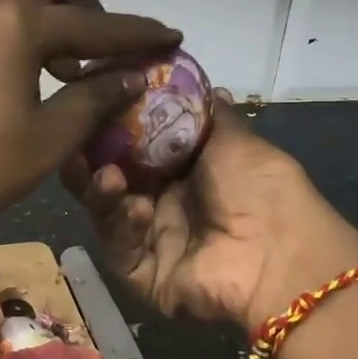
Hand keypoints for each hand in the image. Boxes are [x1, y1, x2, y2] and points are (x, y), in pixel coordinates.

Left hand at [0, 0, 180, 239]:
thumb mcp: (50, 137)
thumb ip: (94, 98)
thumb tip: (130, 77)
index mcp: (17, 23)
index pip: (92, 24)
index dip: (136, 33)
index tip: (170, 35)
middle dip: (83, 7)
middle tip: (101, 46)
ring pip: (10, 3)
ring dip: (45, 23)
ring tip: (63, 70)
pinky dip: (12, 38)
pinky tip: (17, 81)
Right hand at [64, 94, 357, 335]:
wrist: (281, 255)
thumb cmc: (261, 188)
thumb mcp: (236, 140)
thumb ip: (208, 113)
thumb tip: (200, 83)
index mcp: (184, 174)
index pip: (134, 148)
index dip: (111, 130)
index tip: (91, 108)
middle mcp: (163, 205)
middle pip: (112, 181)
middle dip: (92, 162)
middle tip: (75, 144)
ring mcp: (151, 241)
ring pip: (107, 213)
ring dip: (101, 192)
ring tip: (105, 174)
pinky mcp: (142, 275)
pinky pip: (119, 247)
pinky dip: (121, 226)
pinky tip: (135, 208)